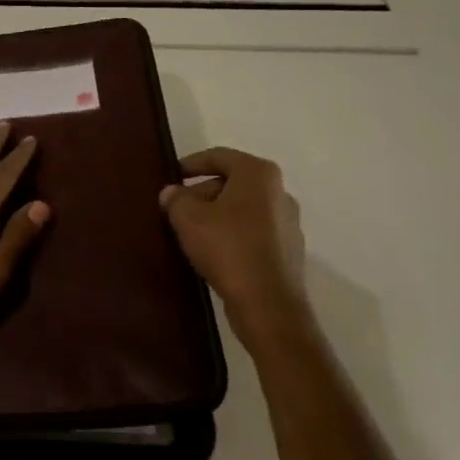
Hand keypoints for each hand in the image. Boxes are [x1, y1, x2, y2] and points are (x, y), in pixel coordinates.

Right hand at [160, 147, 306, 317]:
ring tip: (191, 231)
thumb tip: (171, 193)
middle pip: (232, 182)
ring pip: (243, 208)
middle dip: (202, 192)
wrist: (268, 303)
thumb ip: (176, 199)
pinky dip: (232, 234)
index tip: (171, 175)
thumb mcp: (188, 218)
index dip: (191, 163)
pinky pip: (253, 231)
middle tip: (177, 207)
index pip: (219, 156)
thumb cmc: (227, 247)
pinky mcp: (288, 250)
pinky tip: (213, 251)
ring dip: (216, 214)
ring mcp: (288, 222)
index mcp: (258, 174)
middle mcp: (279, 191)